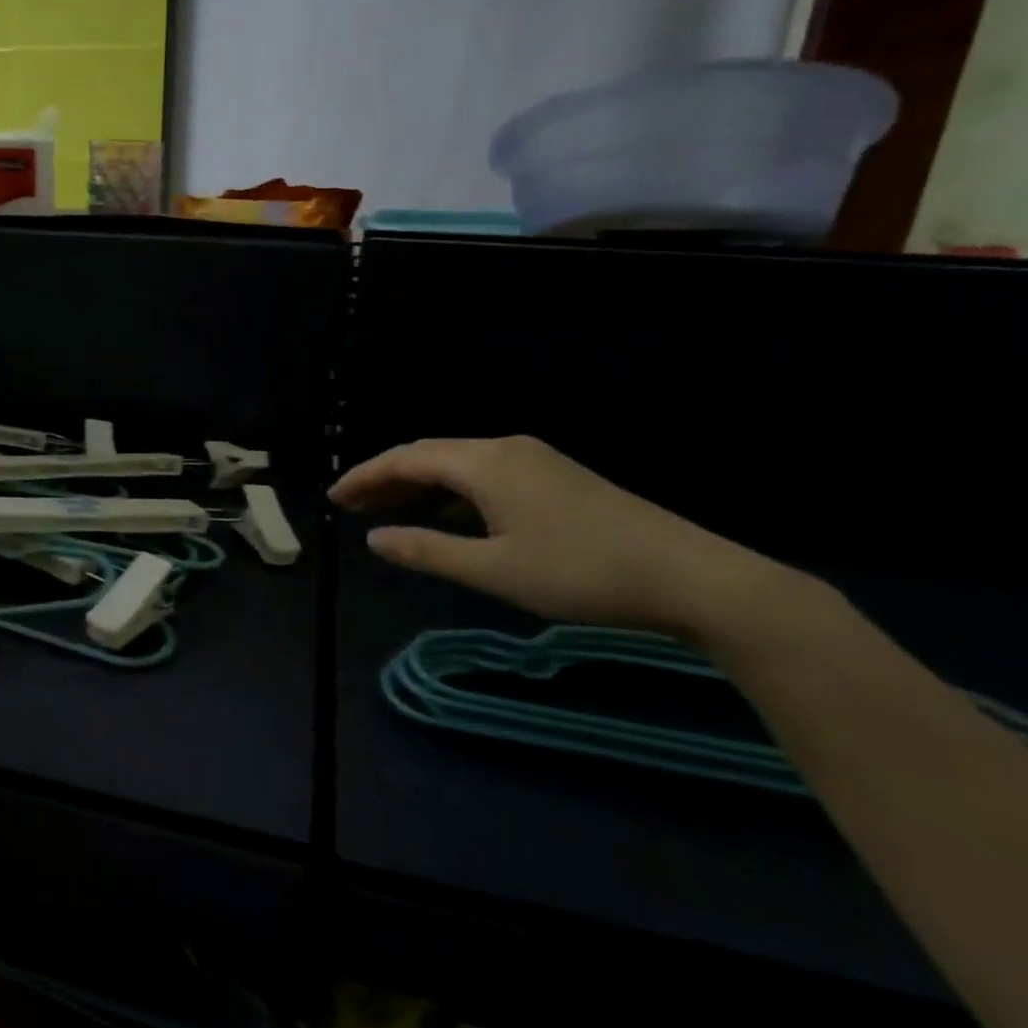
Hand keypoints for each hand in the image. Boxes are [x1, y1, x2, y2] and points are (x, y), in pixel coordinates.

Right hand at [330, 436, 791, 638]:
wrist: (693, 577)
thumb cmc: (582, 573)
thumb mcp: (494, 570)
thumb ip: (427, 551)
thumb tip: (374, 538)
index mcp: (485, 463)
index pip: (406, 458)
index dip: (365, 476)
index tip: (335, 498)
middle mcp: (505, 449)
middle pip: (429, 454)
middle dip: (387, 478)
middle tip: (354, 506)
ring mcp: (535, 460)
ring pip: (458, 464)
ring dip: (420, 485)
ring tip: (390, 512)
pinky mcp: (556, 477)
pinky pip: (485, 474)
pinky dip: (452, 492)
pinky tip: (448, 517)